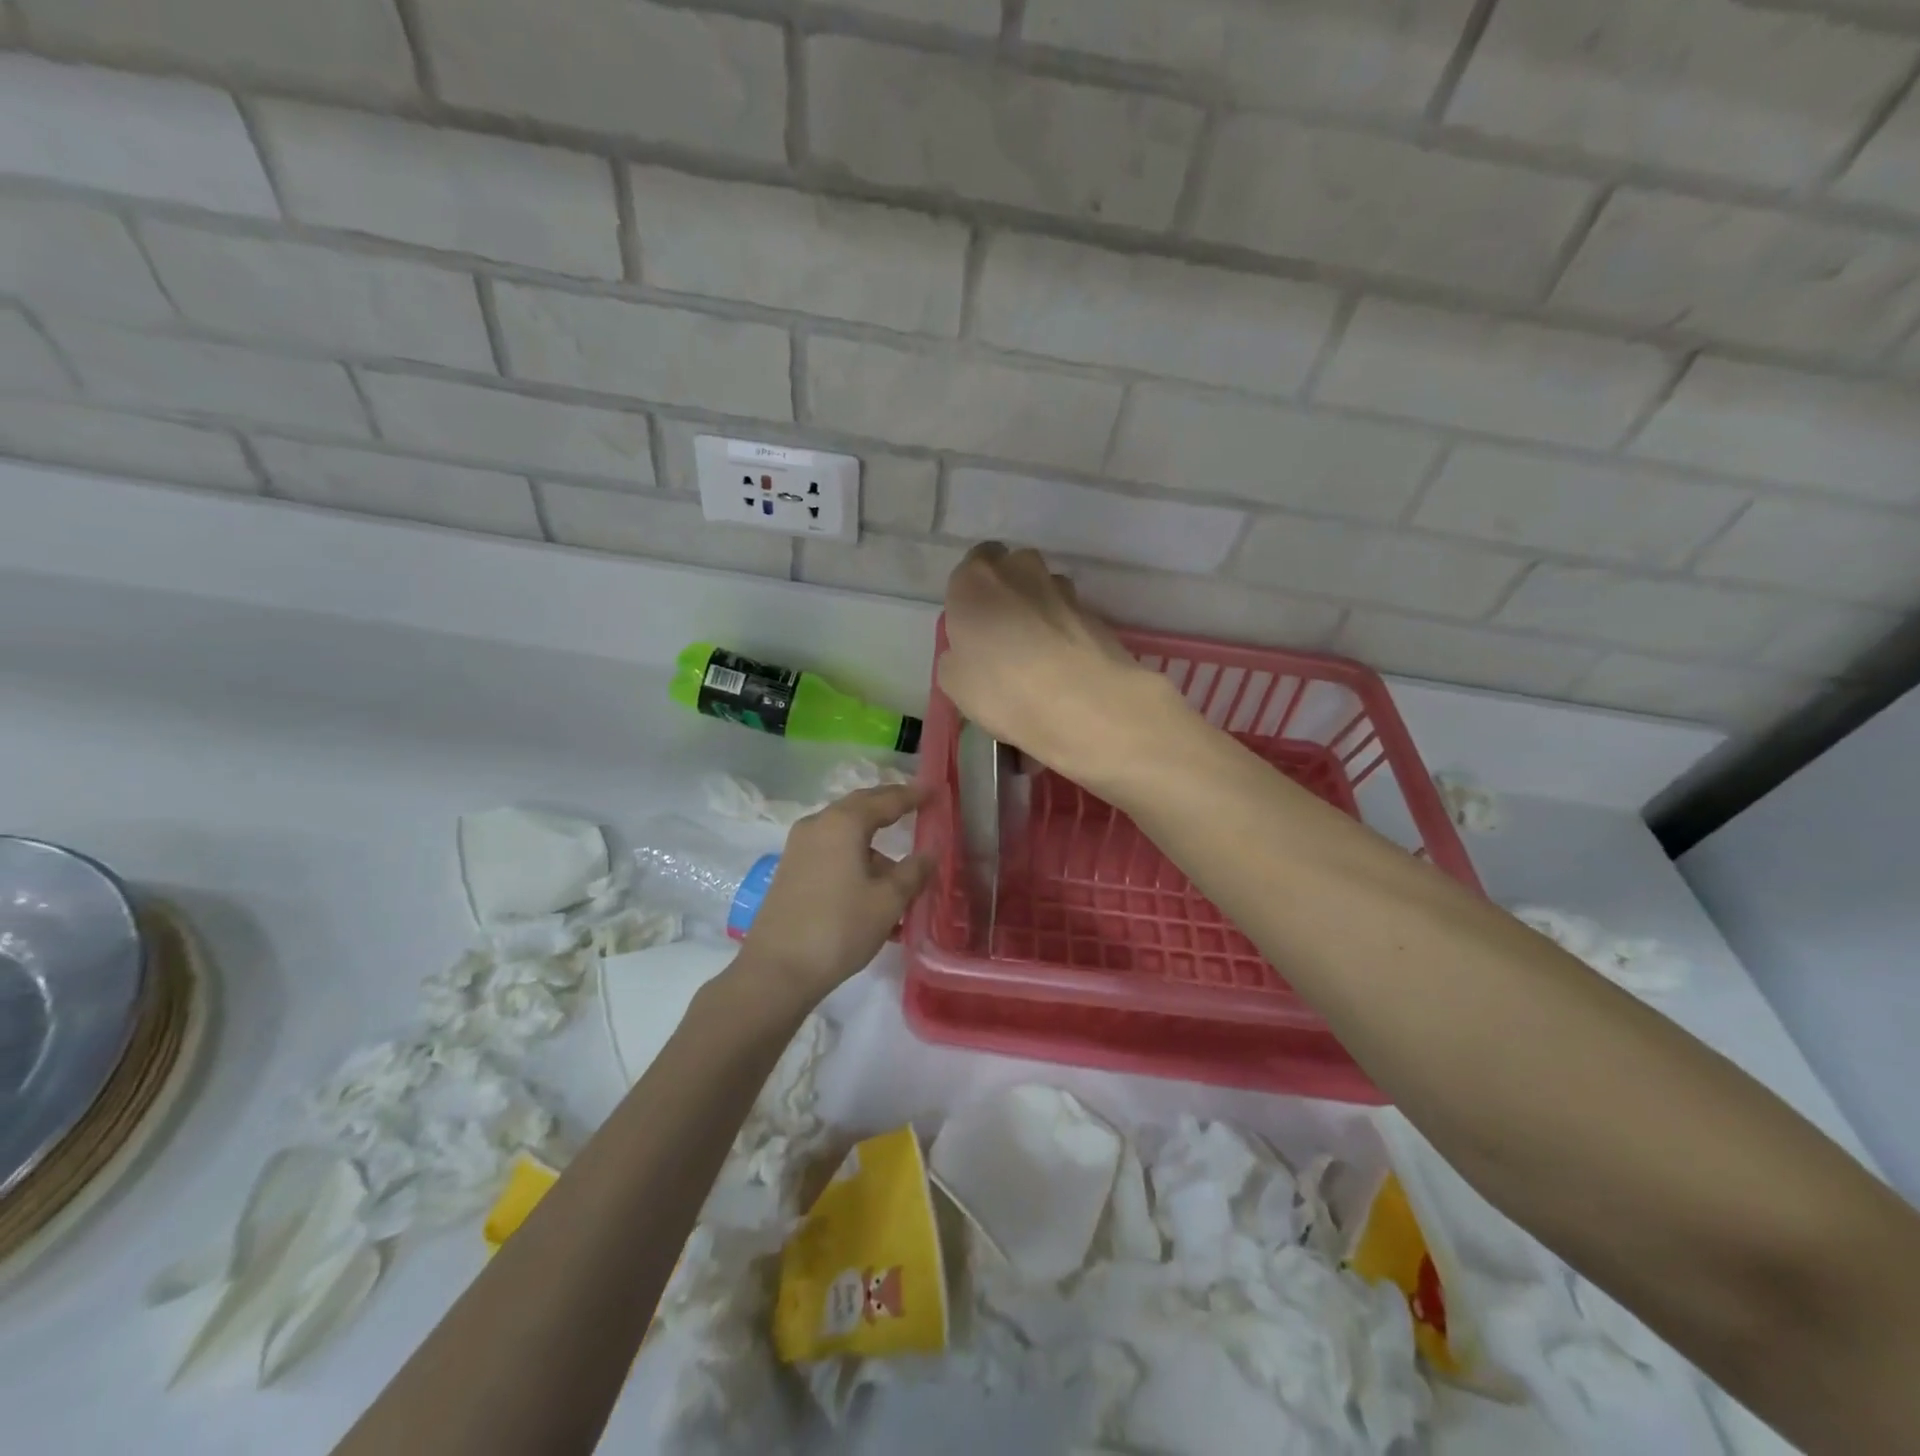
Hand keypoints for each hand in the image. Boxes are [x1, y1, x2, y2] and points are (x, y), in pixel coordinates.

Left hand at [734, 782, 933, 1005]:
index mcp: (843, 823)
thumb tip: (929, 853)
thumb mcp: (888, 901)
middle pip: (860, 808)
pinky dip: (855, 861)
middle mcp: (818, 825)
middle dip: (889, 808)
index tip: (933, 790)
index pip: (885, 800)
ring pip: (845, 834)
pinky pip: (831, 853)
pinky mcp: (791, 871)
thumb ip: (913, 872)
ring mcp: (799, 848)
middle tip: (916, 808)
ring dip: (873, 846)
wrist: (777, 970)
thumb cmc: (840, 928)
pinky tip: (873, 892)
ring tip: (901, 875)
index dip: (912, 796)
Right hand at [940, 543, 1177, 785]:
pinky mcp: (1096, 615)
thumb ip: (956, 657)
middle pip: (1013, 570)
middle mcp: (1021, 571)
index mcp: (976, 580)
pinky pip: (1070, 619)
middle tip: (1003, 636)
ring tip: (1038, 656)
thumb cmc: (1002, 688)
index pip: (972, 564)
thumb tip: (966, 653)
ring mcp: (1064, 591)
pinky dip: (1065, 635)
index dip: (973, 592)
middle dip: (1009, 593)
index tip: (972, 622)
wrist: (1084, 703)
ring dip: (1040, 612)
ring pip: (1046, 591)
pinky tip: (1063, 669)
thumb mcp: (954, 683)